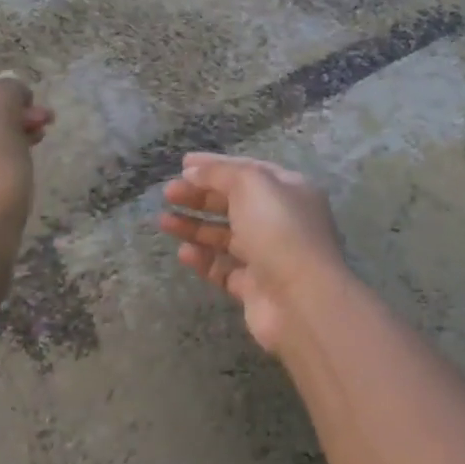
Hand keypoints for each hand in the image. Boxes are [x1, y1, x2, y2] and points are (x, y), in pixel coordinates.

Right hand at [158, 153, 350, 353]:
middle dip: (200, 196)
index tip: (183, 164)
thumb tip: (193, 171)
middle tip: (168, 193)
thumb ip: (220, 173)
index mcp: (289, 190)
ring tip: (163, 221)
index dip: (215, 165)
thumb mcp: (251, 184)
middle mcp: (281, 220)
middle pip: (235, 202)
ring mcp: (269, 255)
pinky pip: (224, 269)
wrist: (300, 299)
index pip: (248, 170)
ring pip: (226, 236)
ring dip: (195, 226)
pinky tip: (183, 253)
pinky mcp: (255, 287)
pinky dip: (204, 260)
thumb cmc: (279, 230)